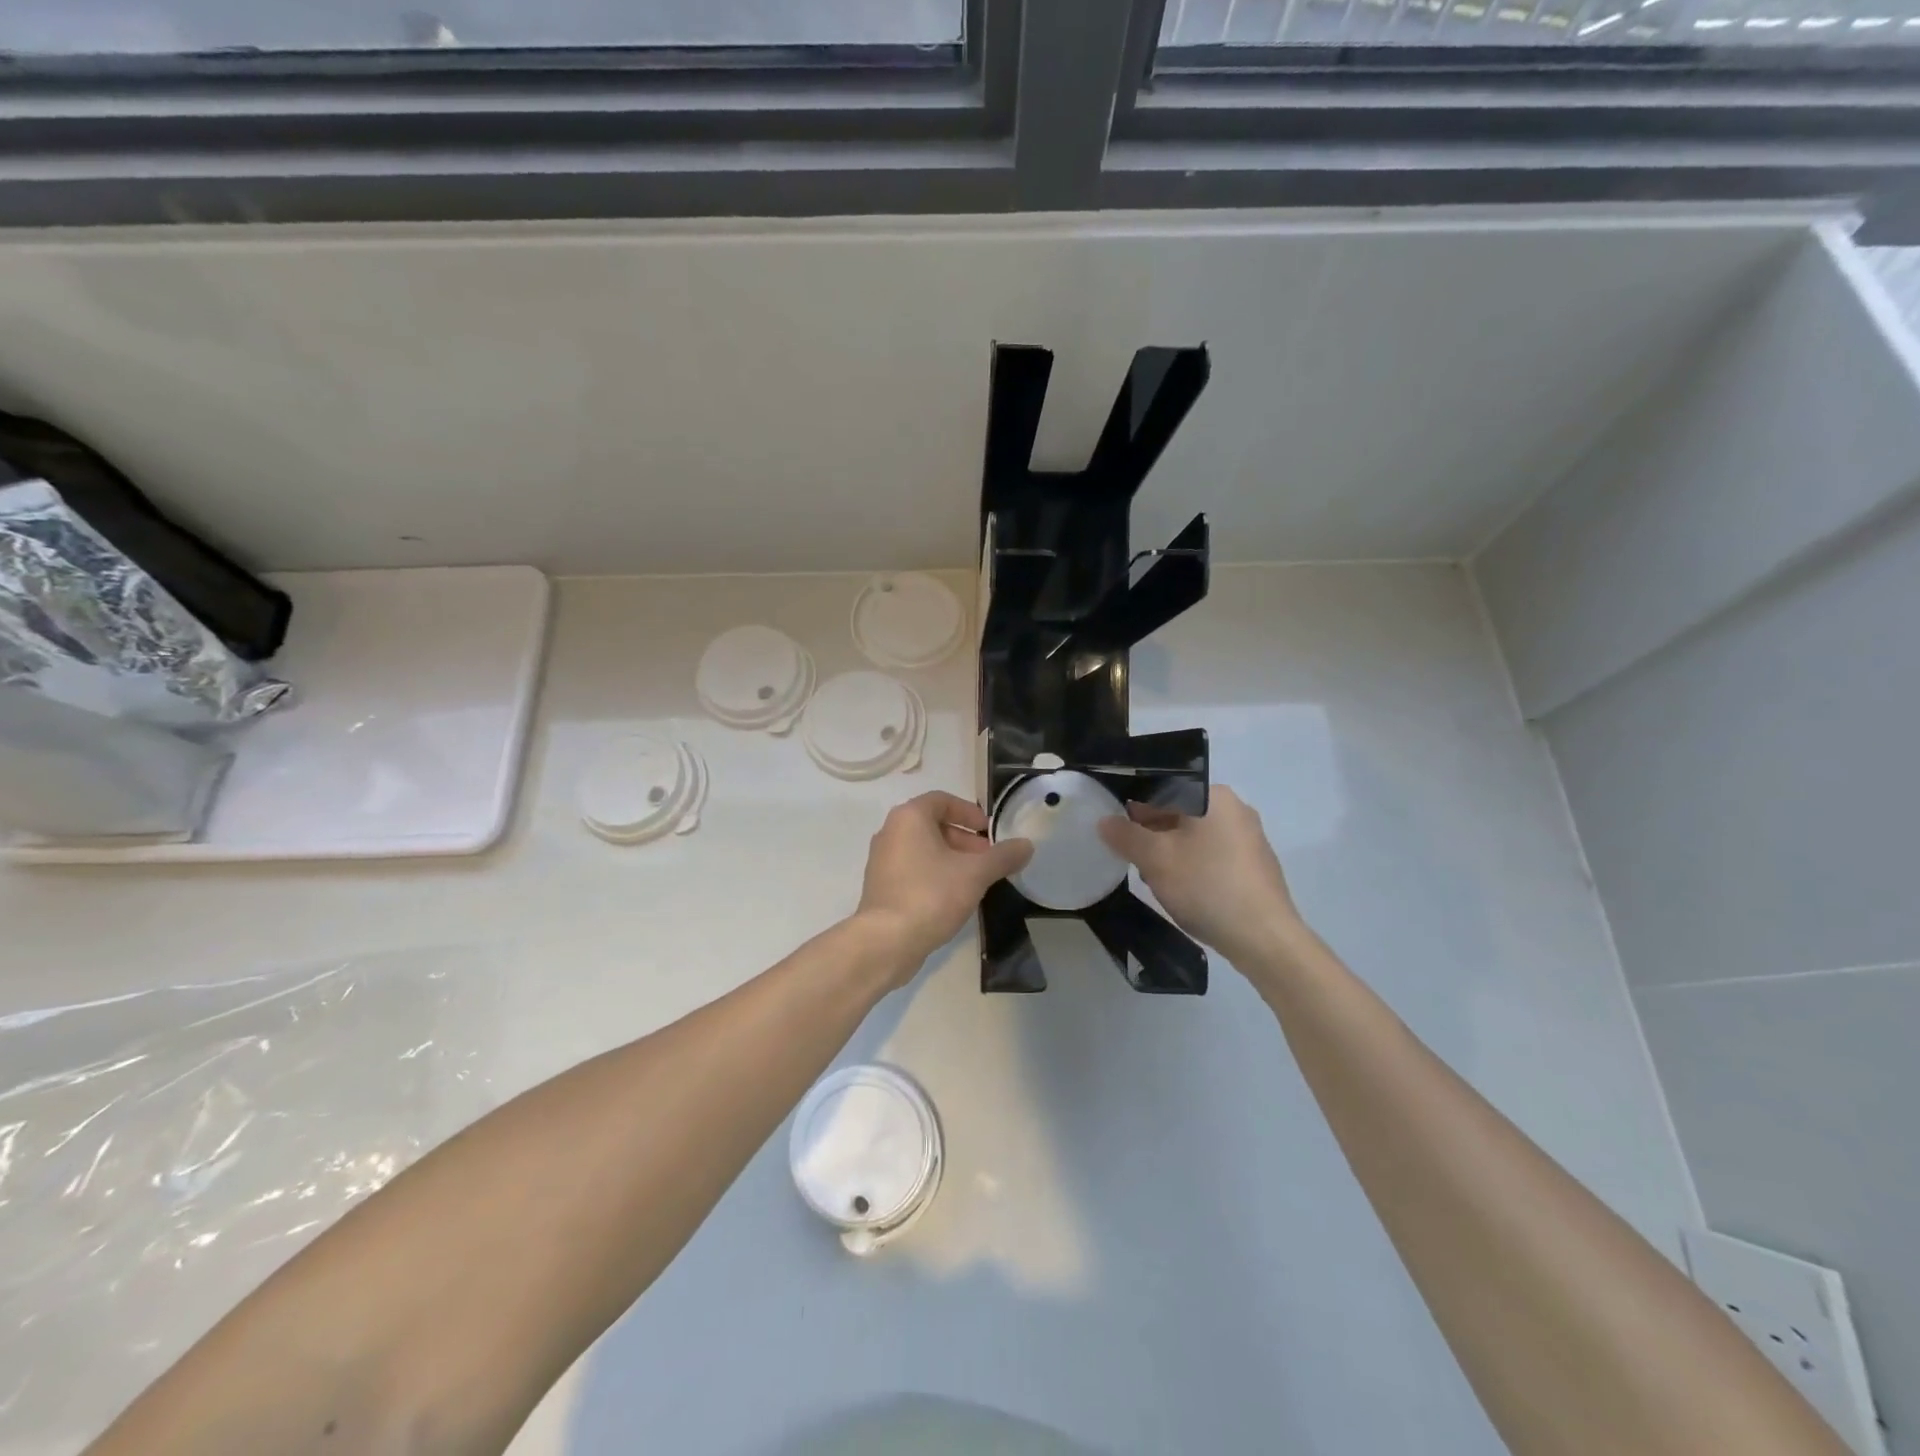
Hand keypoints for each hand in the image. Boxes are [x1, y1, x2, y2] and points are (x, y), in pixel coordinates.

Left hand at [855, 791, 1033, 977]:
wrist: (887, 941)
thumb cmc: (931, 895)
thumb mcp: (976, 874)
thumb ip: (1003, 856)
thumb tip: (1027, 845)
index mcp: (910, 817)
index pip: (942, 800)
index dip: (969, 813)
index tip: (989, 832)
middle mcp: (890, 831)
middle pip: (933, 824)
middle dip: (964, 839)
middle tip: (988, 859)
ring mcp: (881, 860)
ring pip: (923, 848)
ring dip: (951, 858)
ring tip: (975, 880)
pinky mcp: (880, 885)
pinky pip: (912, 869)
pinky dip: (934, 874)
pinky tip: (953, 897)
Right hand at [1098, 786, 1302, 962]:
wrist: (1264, 939)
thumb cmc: (1206, 886)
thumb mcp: (1155, 859)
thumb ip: (1126, 835)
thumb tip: (1105, 821)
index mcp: (1214, 796)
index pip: (1162, 789)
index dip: (1133, 809)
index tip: (1118, 834)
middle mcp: (1236, 809)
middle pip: (1178, 812)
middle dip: (1152, 835)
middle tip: (1134, 860)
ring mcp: (1250, 838)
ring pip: (1194, 836)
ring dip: (1170, 853)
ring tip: (1156, 880)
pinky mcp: (1255, 866)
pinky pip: (1213, 855)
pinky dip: (1193, 867)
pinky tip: (1184, 892)